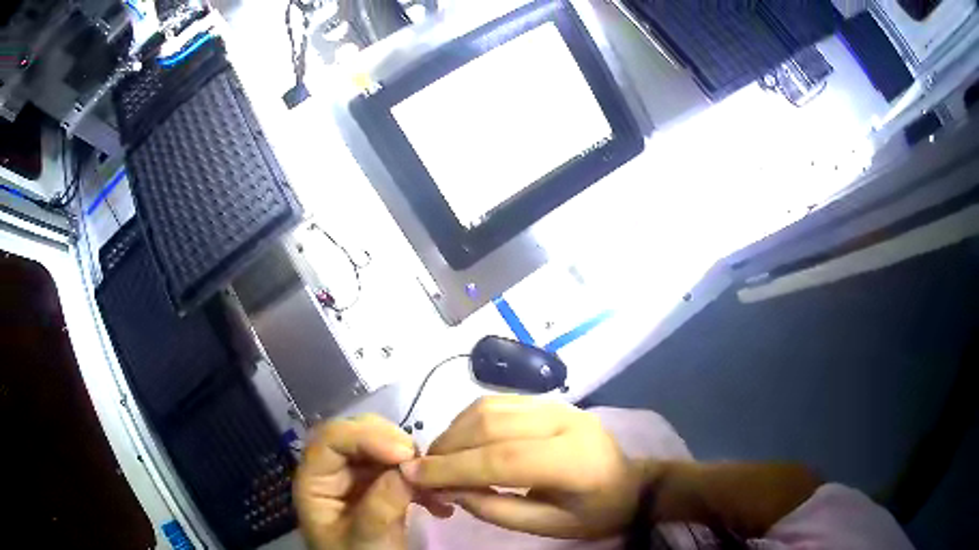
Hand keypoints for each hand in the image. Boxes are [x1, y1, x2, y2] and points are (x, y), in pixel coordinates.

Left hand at [294, 414, 452, 549]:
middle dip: (388, 441)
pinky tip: (436, 502)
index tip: (403, 453)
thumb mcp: (366, 538)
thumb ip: (381, 505)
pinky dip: (420, 478)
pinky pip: (398, 467)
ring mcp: (355, 477)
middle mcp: (332, 471)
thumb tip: (407, 468)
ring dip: (409, 459)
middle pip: (354, 435)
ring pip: (379, 446)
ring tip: (431, 483)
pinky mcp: (378, 485)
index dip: (364, 437)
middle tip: (419, 461)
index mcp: (315, 481)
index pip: (330, 440)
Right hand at [399, 396, 642, 538]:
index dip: (451, 468)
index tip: (412, 475)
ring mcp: (557, 405)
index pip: (501, 458)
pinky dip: (469, 420)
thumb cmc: (596, 512)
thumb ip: (498, 509)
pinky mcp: (549, 401)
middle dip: (446, 447)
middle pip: (489, 424)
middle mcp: (563, 421)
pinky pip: (498, 402)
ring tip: (438, 458)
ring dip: (453, 430)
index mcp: (572, 459)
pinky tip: (460, 441)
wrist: (633, 484)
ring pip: (489, 407)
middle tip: (421, 471)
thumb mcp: (550, 526)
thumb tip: (449, 489)